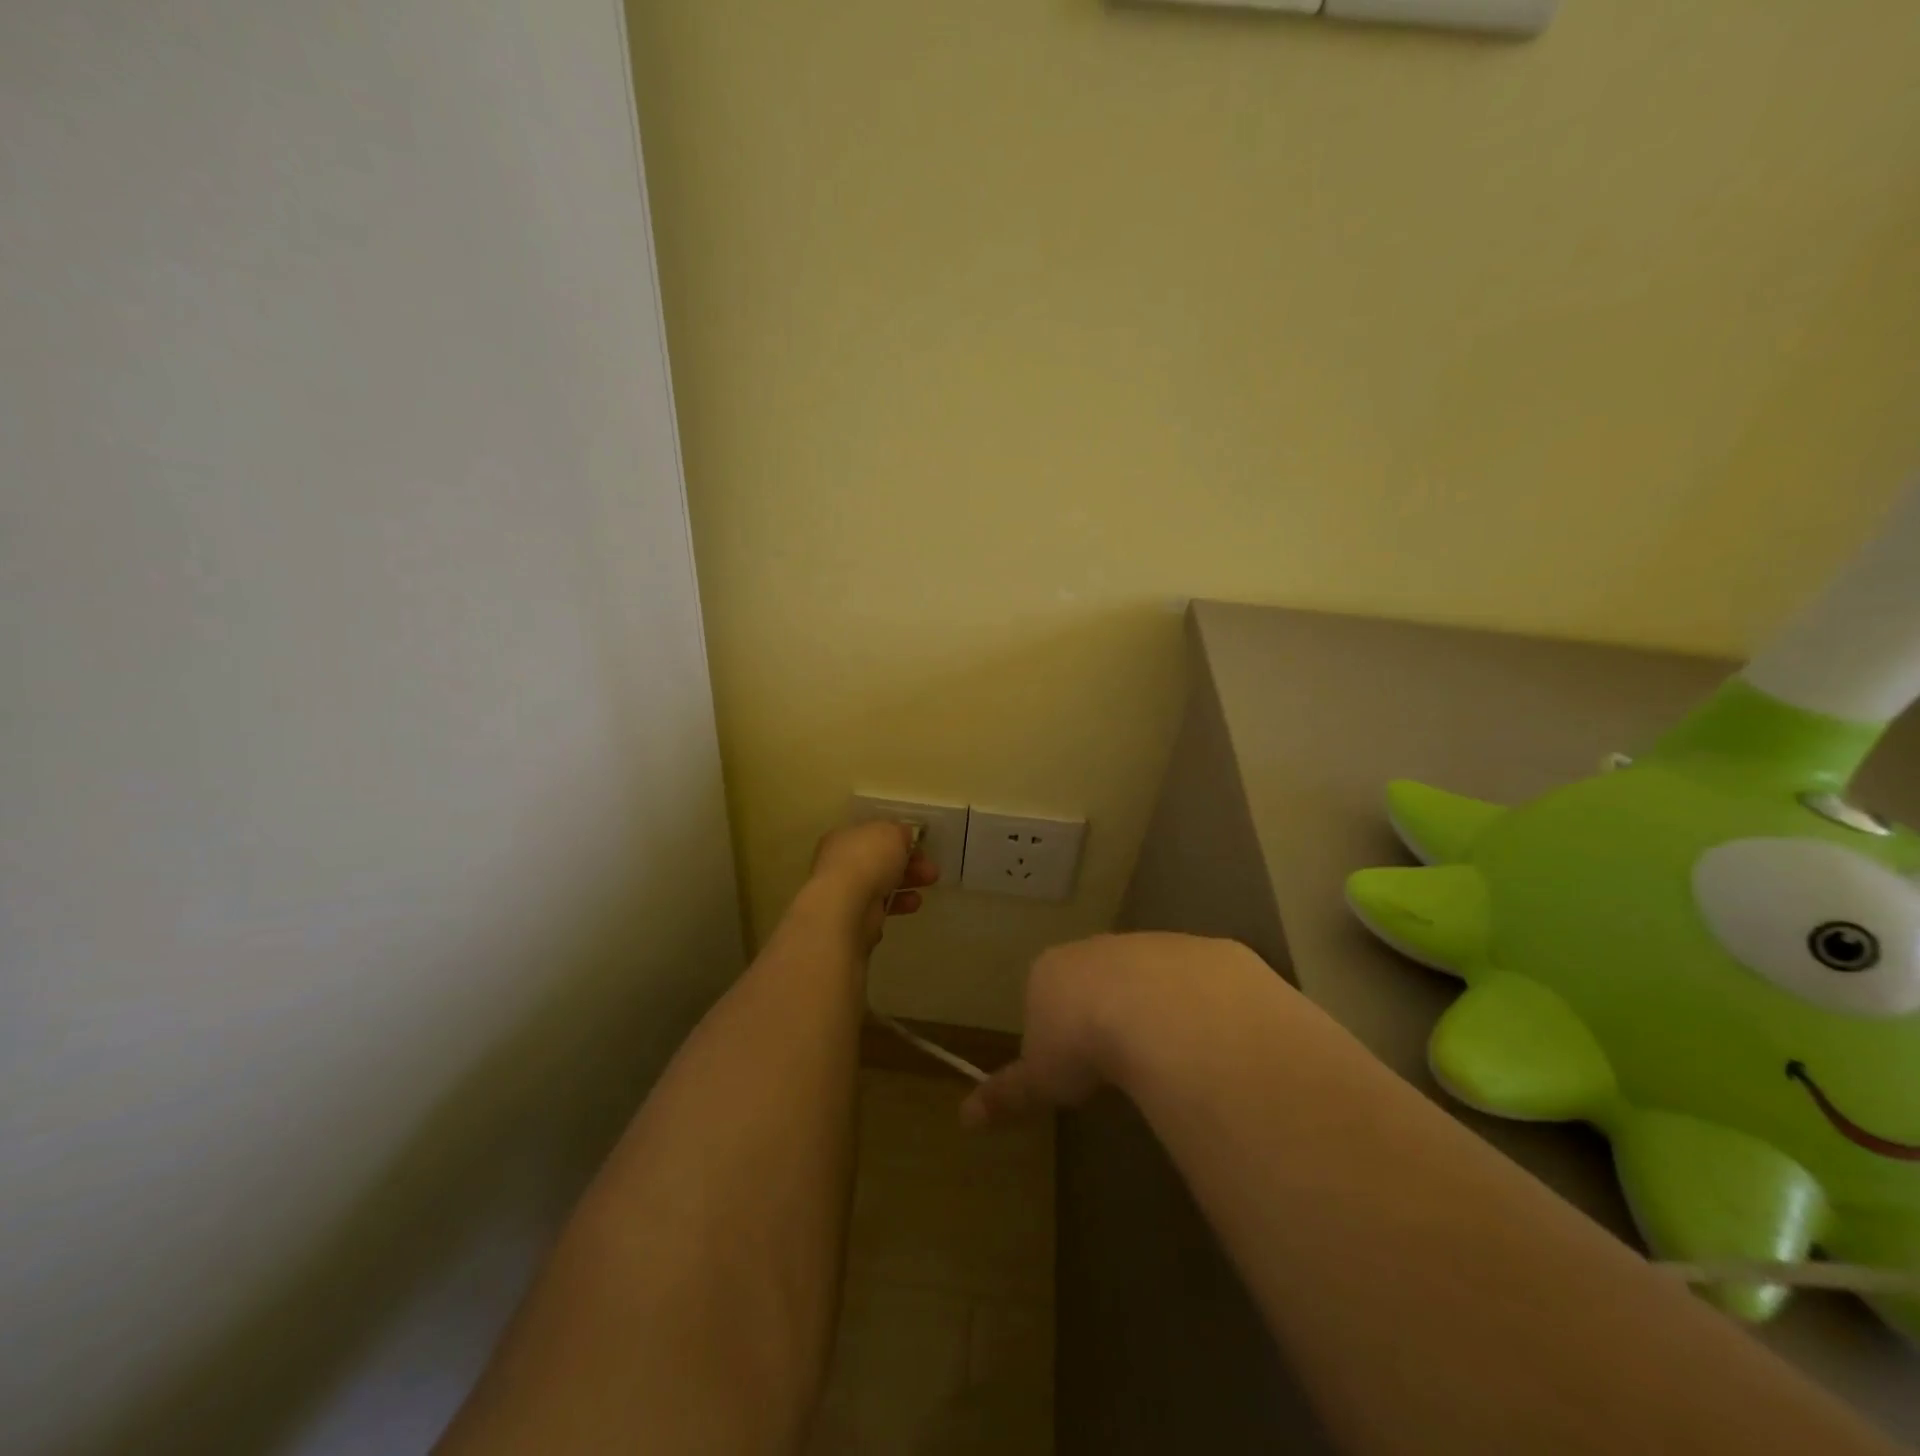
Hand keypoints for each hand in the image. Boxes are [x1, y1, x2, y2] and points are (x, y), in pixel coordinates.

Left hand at [805, 821, 937, 944]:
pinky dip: (897, 904)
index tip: (921, 847)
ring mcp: (846, 891)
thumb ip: (900, 832)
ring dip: (907, 884)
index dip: (899, 840)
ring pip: (882, 883)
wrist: (847, 906)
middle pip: (880, 861)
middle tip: (931, 870)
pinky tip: (912, 905)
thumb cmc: (868, 860)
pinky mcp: (853, 916)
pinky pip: (880, 907)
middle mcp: (842, 862)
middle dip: (909, 864)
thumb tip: (903, 836)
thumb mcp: (892, 833)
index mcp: (845, 837)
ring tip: (928, 886)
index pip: (874, 835)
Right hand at [961, 932, 1259, 1128]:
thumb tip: (965, 1119)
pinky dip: (1200, 1008)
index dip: (1056, 1029)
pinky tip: (1207, 1043)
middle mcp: (1100, 948)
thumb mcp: (1041, 1079)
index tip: (1070, 1065)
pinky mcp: (1202, 953)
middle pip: (1097, 979)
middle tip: (1118, 1062)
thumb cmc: (1083, 1042)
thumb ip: (1008, 1093)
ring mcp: (1153, 945)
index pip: (1046, 993)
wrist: (1161, 1010)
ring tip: (1166, 1058)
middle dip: (1106, 1012)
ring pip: (1149, 977)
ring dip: (1155, 1009)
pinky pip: (1198, 983)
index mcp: (1053, 970)